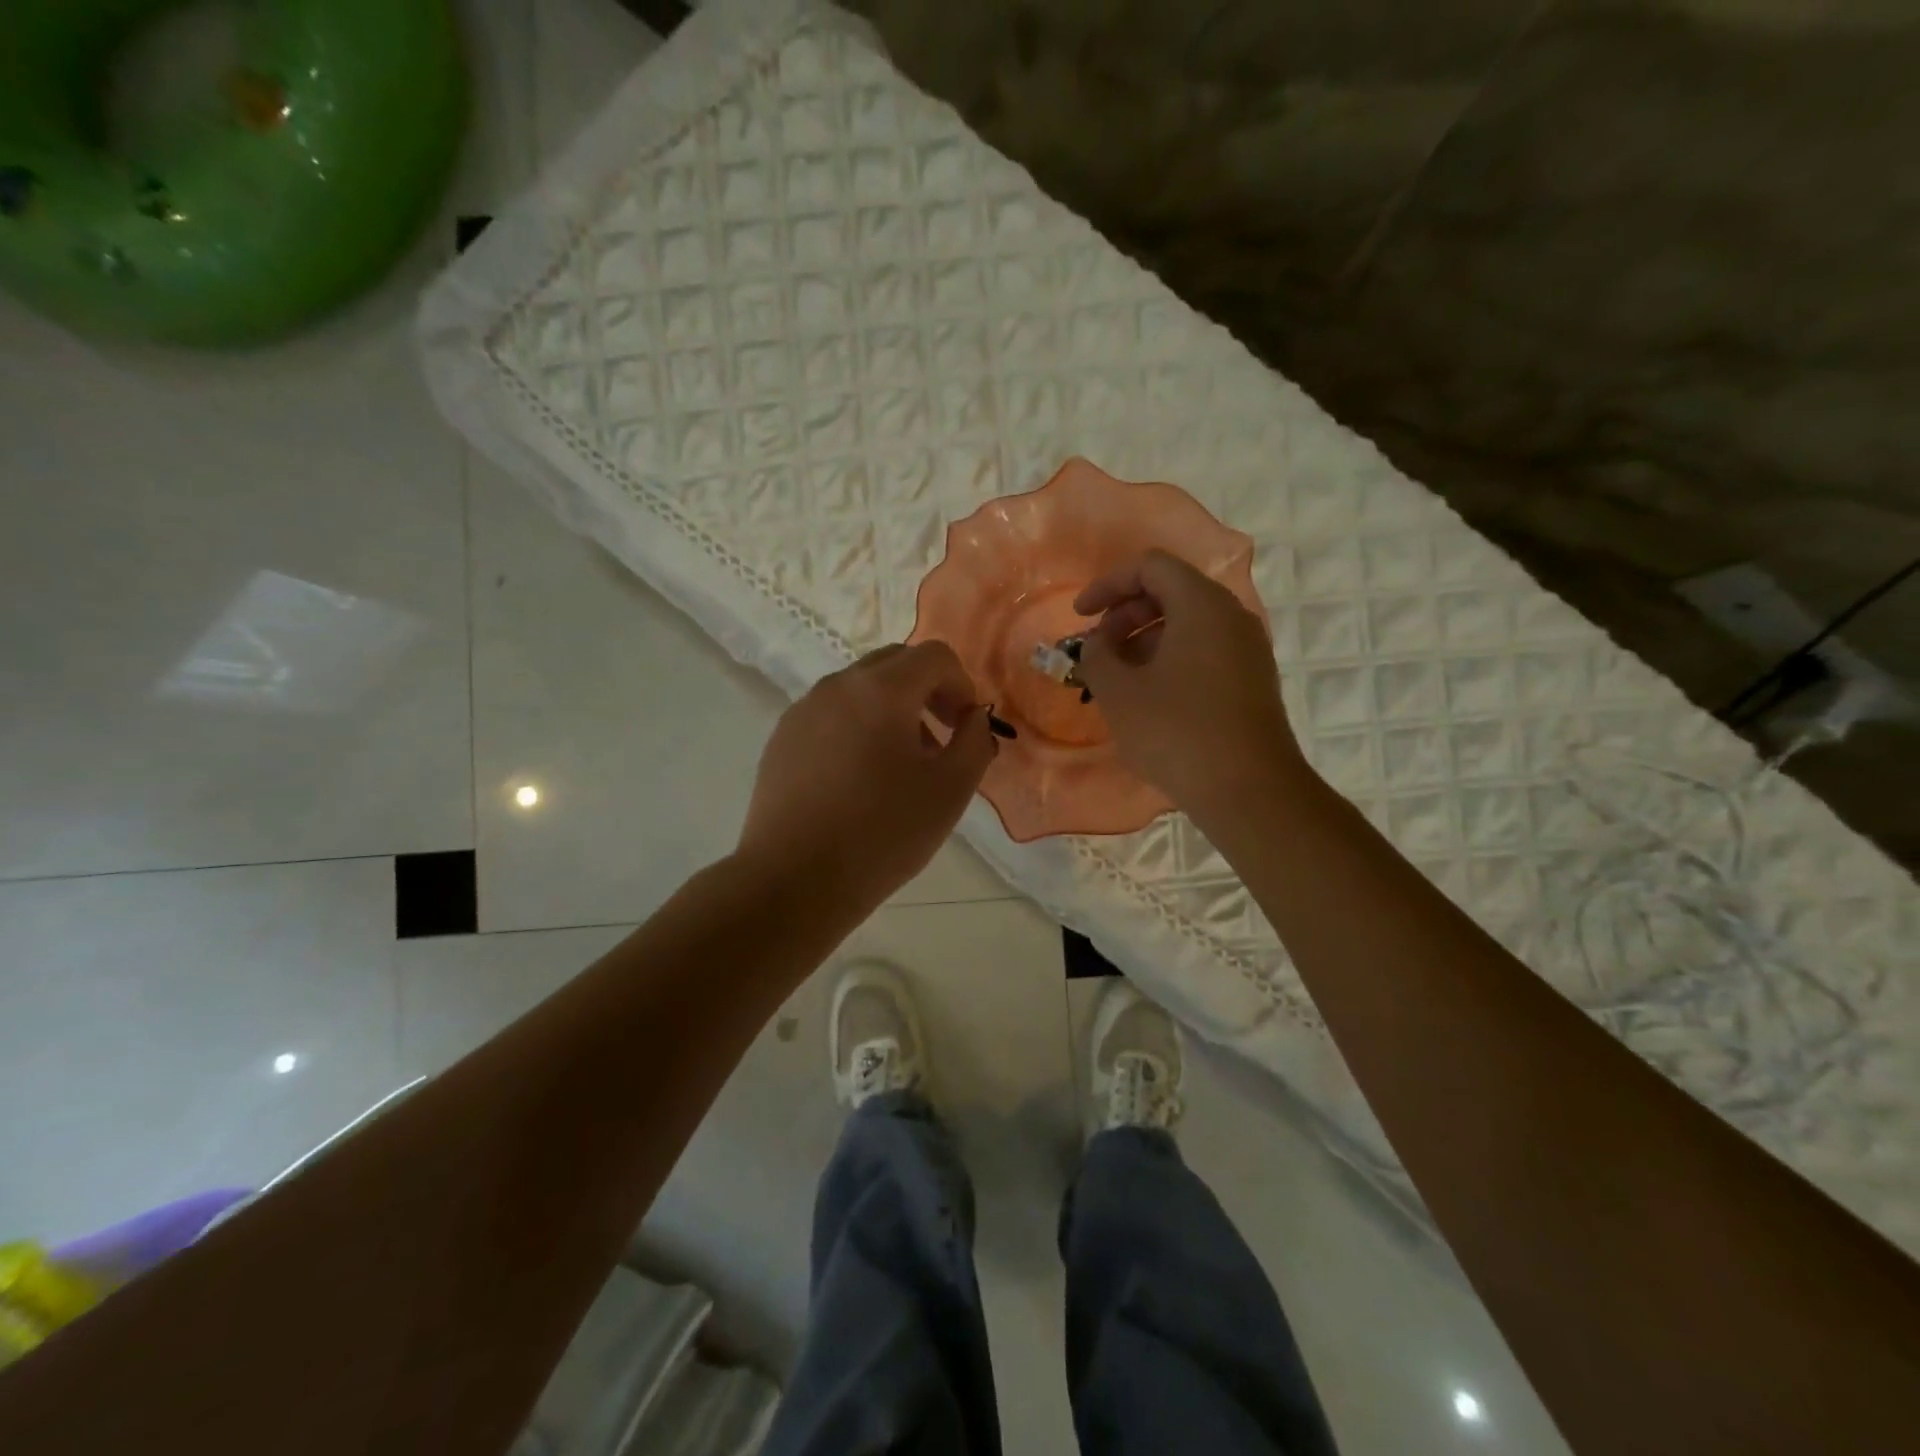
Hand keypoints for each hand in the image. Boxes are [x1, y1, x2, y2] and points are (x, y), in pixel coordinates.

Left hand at [737, 641, 995, 914]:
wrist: (794, 880)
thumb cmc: (883, 833)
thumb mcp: (951, 790)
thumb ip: (975, 741)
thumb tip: (973, 718)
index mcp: (882, 690)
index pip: (934, 656)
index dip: (961, 684)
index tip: (965, 727)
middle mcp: (838, 686)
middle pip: (895, 663)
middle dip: (927, 691)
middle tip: (940, 739)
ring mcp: (803, 710)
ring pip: (860, 689)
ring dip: (892, 710)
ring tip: (900, 766)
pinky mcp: (782, 739)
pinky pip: (830, 715)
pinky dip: (857, 727)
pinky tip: (858, 780)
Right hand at [1075, 549, 1304, 822]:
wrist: (1248, 790)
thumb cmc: (1176, 732)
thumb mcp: (1118, 692)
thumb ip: (1097, 654)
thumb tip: (1100, 642)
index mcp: (1201, 605)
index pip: (1150, 567)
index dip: (1108, 585)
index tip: (1080, 616)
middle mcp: (1232, 616)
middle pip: (1171, 591)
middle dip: (1125, 613)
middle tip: (1098, 649)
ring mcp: (1248, 649)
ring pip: (1188, 623)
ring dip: (1145, 639)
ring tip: (1117, 677)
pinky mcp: (1253, 679)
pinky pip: (1205, 650)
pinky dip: (1171, 658)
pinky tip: (1149, 696)